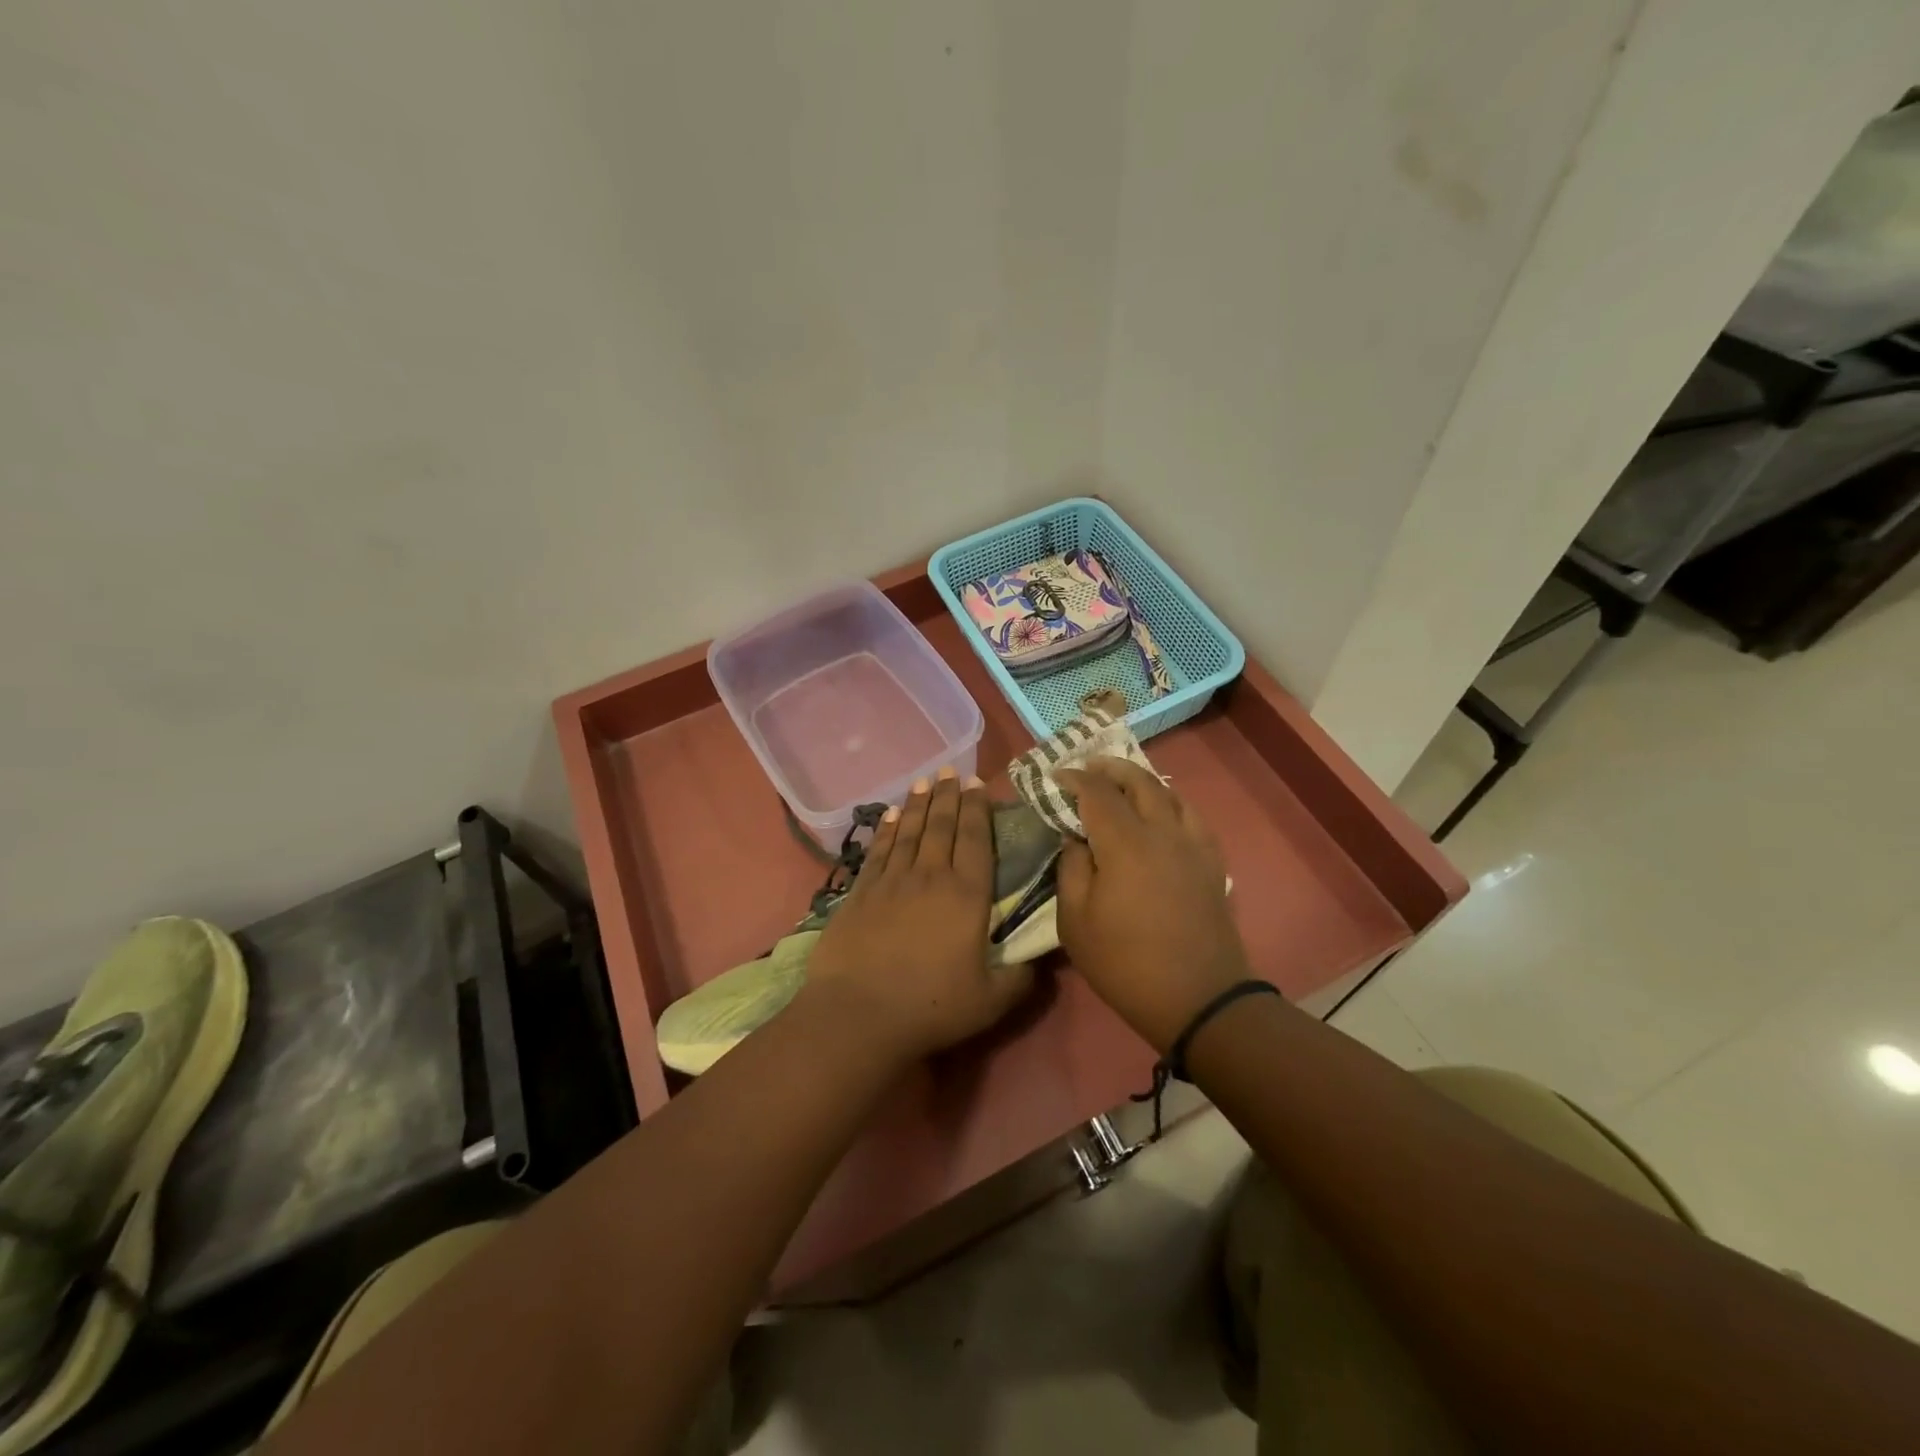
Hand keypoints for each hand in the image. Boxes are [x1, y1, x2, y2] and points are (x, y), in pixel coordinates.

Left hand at [800, 769, 1032, 1063]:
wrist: (858, 1014)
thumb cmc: (931, 1007)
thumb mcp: (992, 1002)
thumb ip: (1021, 978)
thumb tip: (1041, 961)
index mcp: (967, 896)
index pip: (976, 840)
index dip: (977, 810)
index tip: (977, 785)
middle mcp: (930, 877)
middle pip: (941, 826)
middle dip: (948, 796)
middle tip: (951, 771)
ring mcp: (891, 881)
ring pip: (908, 831)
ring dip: (918, 804)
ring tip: (924, 780)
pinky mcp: (860, 892)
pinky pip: (878, 850)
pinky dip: (885, 829)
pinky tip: (888, 814)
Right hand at [1055, 758, 1249, 1051]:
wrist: (1199, 999)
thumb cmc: (1125, 963)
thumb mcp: (1075, 922)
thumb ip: (1071, 870)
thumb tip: (1076, 839)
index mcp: (1125, 843)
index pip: (1097, 793)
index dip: (1074, 779)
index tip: (1057, 776)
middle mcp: (1163, 832)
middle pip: (1139, 781)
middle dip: (1110, 769)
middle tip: (1089, 767)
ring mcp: (1193, 845)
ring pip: (1170, 794)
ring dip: (1142, 781)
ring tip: (1124, 784)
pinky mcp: (1212, 863)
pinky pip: (1192, 817)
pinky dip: (1171, 803)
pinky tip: (1163, 813)